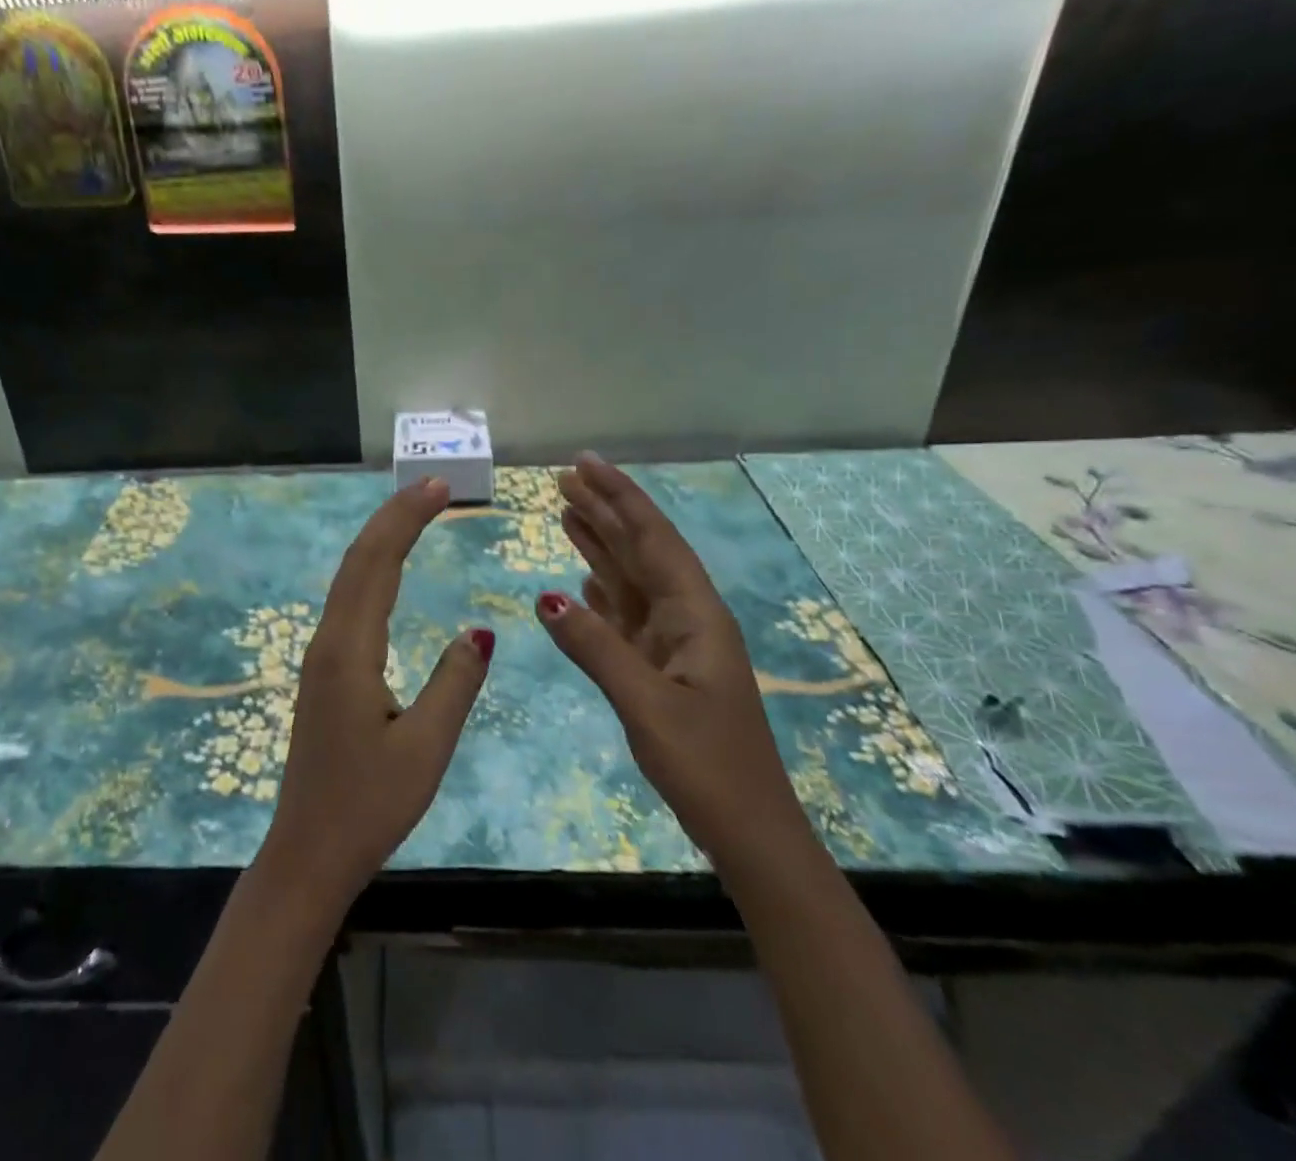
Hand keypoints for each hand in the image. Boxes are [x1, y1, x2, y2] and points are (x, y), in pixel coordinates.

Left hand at [257, 477, 493, 914]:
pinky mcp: (324, 671)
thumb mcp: (425, 748)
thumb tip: (478, 632)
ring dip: (381, 539)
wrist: (308, 852)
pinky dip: (372, 569)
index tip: (438, 488)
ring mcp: (321, 655)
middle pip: (359, 560)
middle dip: (394, 517)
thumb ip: (454, 684)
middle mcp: (329, 640)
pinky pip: (349, 602)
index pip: (378, 563)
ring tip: (417, 513)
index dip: (406, 520)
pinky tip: (388, 571)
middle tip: (433, 487)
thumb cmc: (369, 805)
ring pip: (350, 578)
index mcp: (350, 651)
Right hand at [535, 455, 812, 870]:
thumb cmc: (707, 766)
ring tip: (564, 510)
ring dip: (599, 544)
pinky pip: (624, 614)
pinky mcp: (658, 668)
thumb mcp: (647, 705)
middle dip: (604, 511)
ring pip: (630, 579)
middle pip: (640, 550)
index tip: (586, 463)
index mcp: (695, 614)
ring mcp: (672, 643)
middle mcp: (686, 617)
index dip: (620, 496)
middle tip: (562, 478)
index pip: (653, 538)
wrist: (749, 832)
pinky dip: (601, 589)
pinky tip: (582, 576)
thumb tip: (546, 597)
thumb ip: (596, 647)